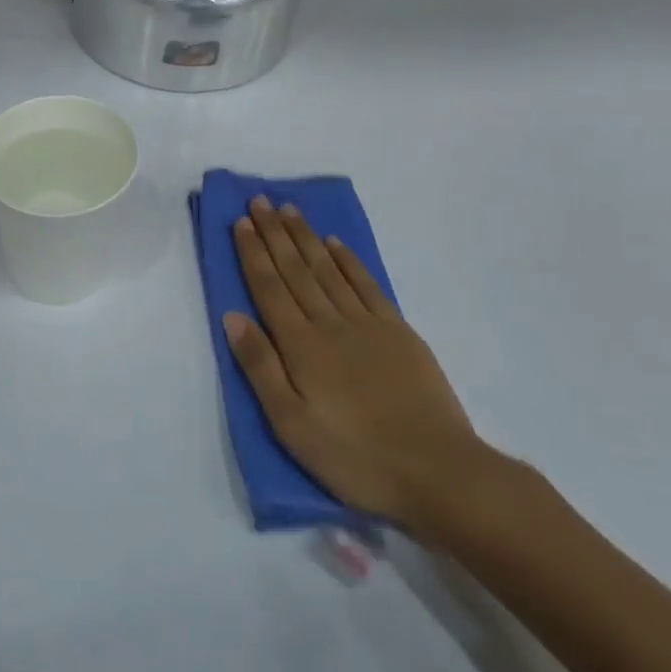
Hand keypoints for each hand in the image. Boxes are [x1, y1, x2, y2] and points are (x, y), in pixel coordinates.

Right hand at [225, 196, 485, 532]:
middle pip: (297, 270)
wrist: (438, 471)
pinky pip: (367, 285)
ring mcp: (368, 325)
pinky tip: (336, 245)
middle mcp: (331, 324)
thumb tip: (232, 317)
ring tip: (290, 210)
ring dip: (307, 237)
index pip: (269, 288)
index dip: (253, 254)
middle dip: (275, 234)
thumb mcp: (291, 424)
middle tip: (260, 200)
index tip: (241, 222)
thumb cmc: (354, 456)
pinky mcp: (399, 333)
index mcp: (301, 346)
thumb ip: (260, 367)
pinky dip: (349, 261)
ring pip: (329, 270)